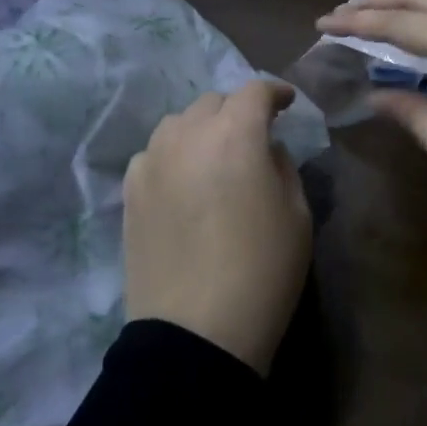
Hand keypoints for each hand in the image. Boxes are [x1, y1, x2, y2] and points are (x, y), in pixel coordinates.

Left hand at [122, 79, 311, 375]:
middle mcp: (188, 135)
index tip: (287, 104)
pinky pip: (154, 154)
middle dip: (237, 111)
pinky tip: (184, 182)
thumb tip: (266, 148)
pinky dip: (173, 156)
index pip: (255, 92)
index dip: (275, 93)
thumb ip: (283, 165)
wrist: (196, 333)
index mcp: (236, 134)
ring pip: (178, 123)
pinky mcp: (130, 191)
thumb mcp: (296, 214)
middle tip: (253, 137)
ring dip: (201, 130)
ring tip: (214, 157)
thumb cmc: (263, 271)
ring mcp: (152, 161)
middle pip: (213, 102)